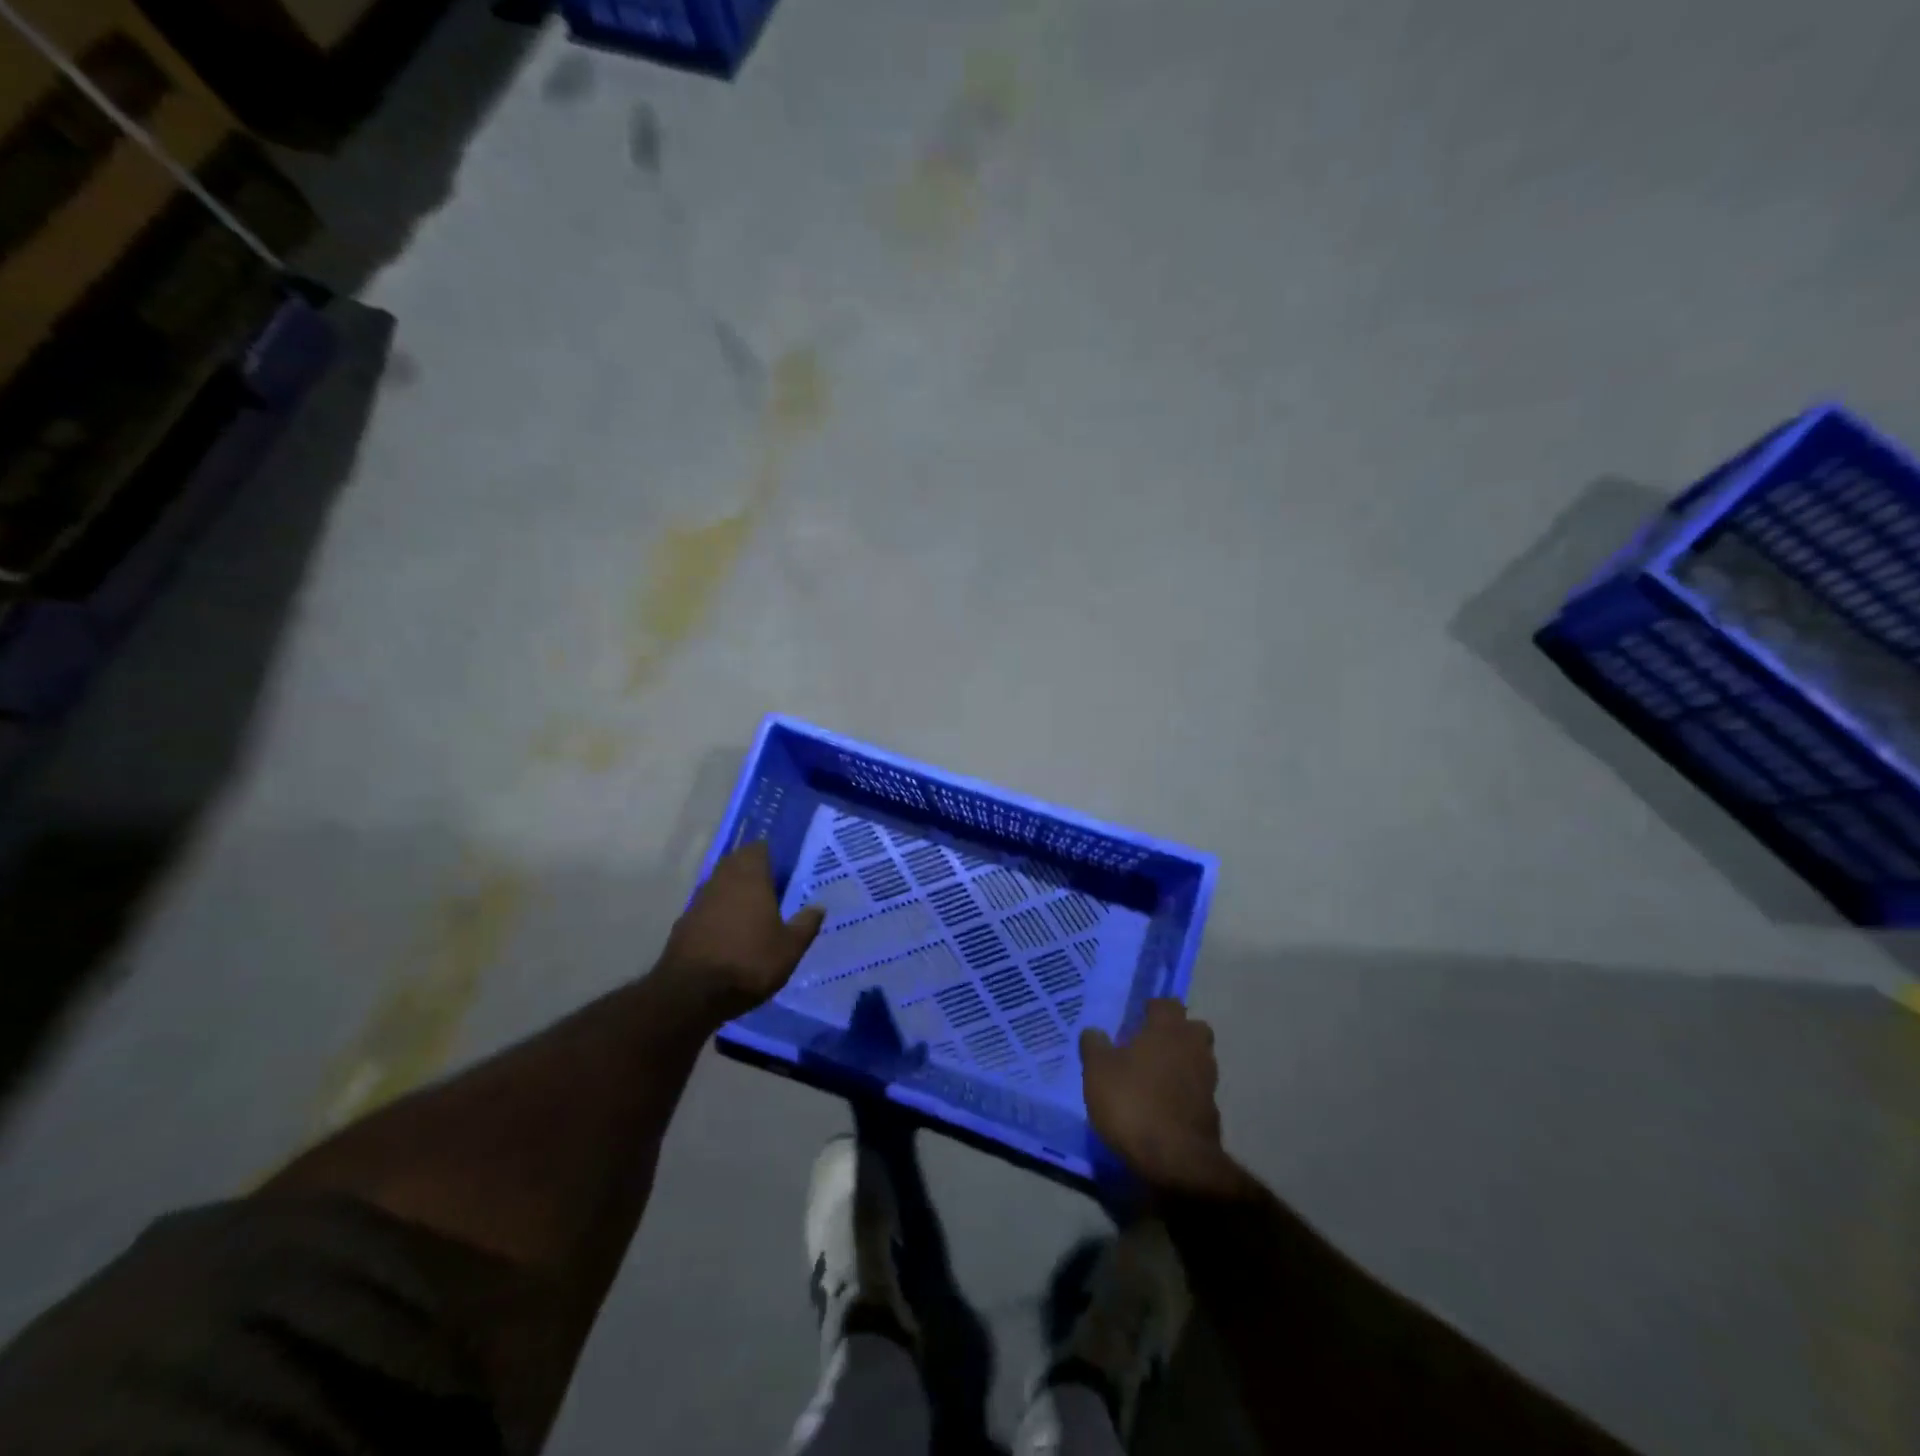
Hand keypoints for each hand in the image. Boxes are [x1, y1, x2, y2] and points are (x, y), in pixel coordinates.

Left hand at [662, 843, 823, 1020]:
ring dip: (733, 891)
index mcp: (750, 878)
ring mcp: (699, 901)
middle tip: (771, 887)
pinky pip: (706, 907)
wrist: (692, 994)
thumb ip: (805, 924)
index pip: (758, 848)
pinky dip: (718, 913)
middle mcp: (722, 881)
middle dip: (751, 870)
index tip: (783, 867)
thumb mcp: (790, 948)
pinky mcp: (684, 923)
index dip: (770, 854)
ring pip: (719, 884)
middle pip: (736, 863)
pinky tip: (729, 933)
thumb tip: (819, 907)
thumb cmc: (749, 962)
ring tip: (752, 911)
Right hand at [1081, 999, 1244, 1195]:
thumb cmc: (1132, 1103)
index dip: (1153, 1008)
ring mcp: (1207, 1081)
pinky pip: (1197, 1092)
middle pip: (1193, 1029)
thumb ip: (1095, 1046)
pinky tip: (1164, 1107)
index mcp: (1168, 1030)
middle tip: (1150, 1045)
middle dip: (1177, 1032)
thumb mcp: (1097, 1071)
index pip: (1167, 1003)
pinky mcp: (1211, 1113)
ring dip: (1182, 1063)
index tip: (1137, 1017)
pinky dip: (1185, 1094)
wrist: (1175, 1162)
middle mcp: (1193, 1048)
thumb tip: (1094, 1031)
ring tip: (1154, 1077)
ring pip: (1198, 1060)